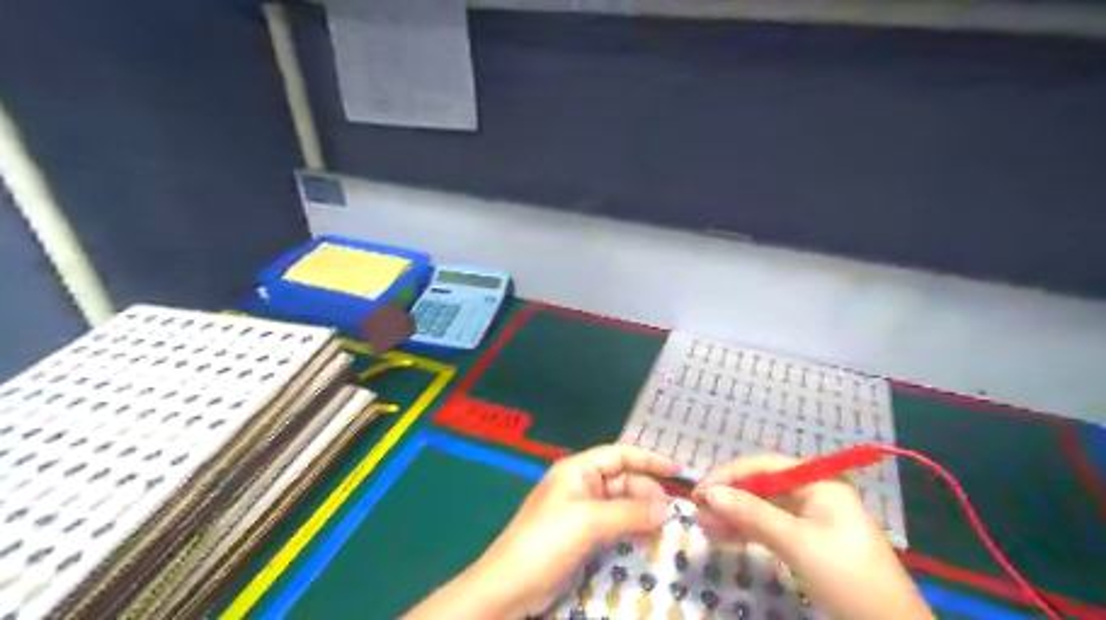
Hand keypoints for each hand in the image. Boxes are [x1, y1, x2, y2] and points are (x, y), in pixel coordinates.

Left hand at [466, 446, 673, 615]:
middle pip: (622, 479)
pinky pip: (614, 524)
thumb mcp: (588, 521)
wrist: (510, 586)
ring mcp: (581, 511)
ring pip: (620, 503)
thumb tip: (667, 508)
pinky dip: (631, 527)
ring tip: (664, 527)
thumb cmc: (546, 541)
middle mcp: (581, 485)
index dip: (648, 459)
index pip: (619, 455)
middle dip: (647, 491)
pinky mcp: (582, 535)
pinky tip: (647, 538)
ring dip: (642, 512)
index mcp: (577, 470)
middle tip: (671, 513)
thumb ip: (629, 512)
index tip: (676, 470)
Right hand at [688, 454, 929, 619]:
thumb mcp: (797, 543)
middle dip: (728, 498)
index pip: (764, 466)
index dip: (729, 475)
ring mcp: (810, 518)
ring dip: (732, 516)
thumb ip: (751, 514)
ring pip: (761, 508)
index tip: (699, 491)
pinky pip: (769, 528)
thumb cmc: (847, 577)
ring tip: (702, 527)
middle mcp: (813, 493)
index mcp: (818, 482)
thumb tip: (709, 493)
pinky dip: (746, 532)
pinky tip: (721, 538)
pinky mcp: (806, 541)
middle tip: (697, 511)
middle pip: (761, 486)